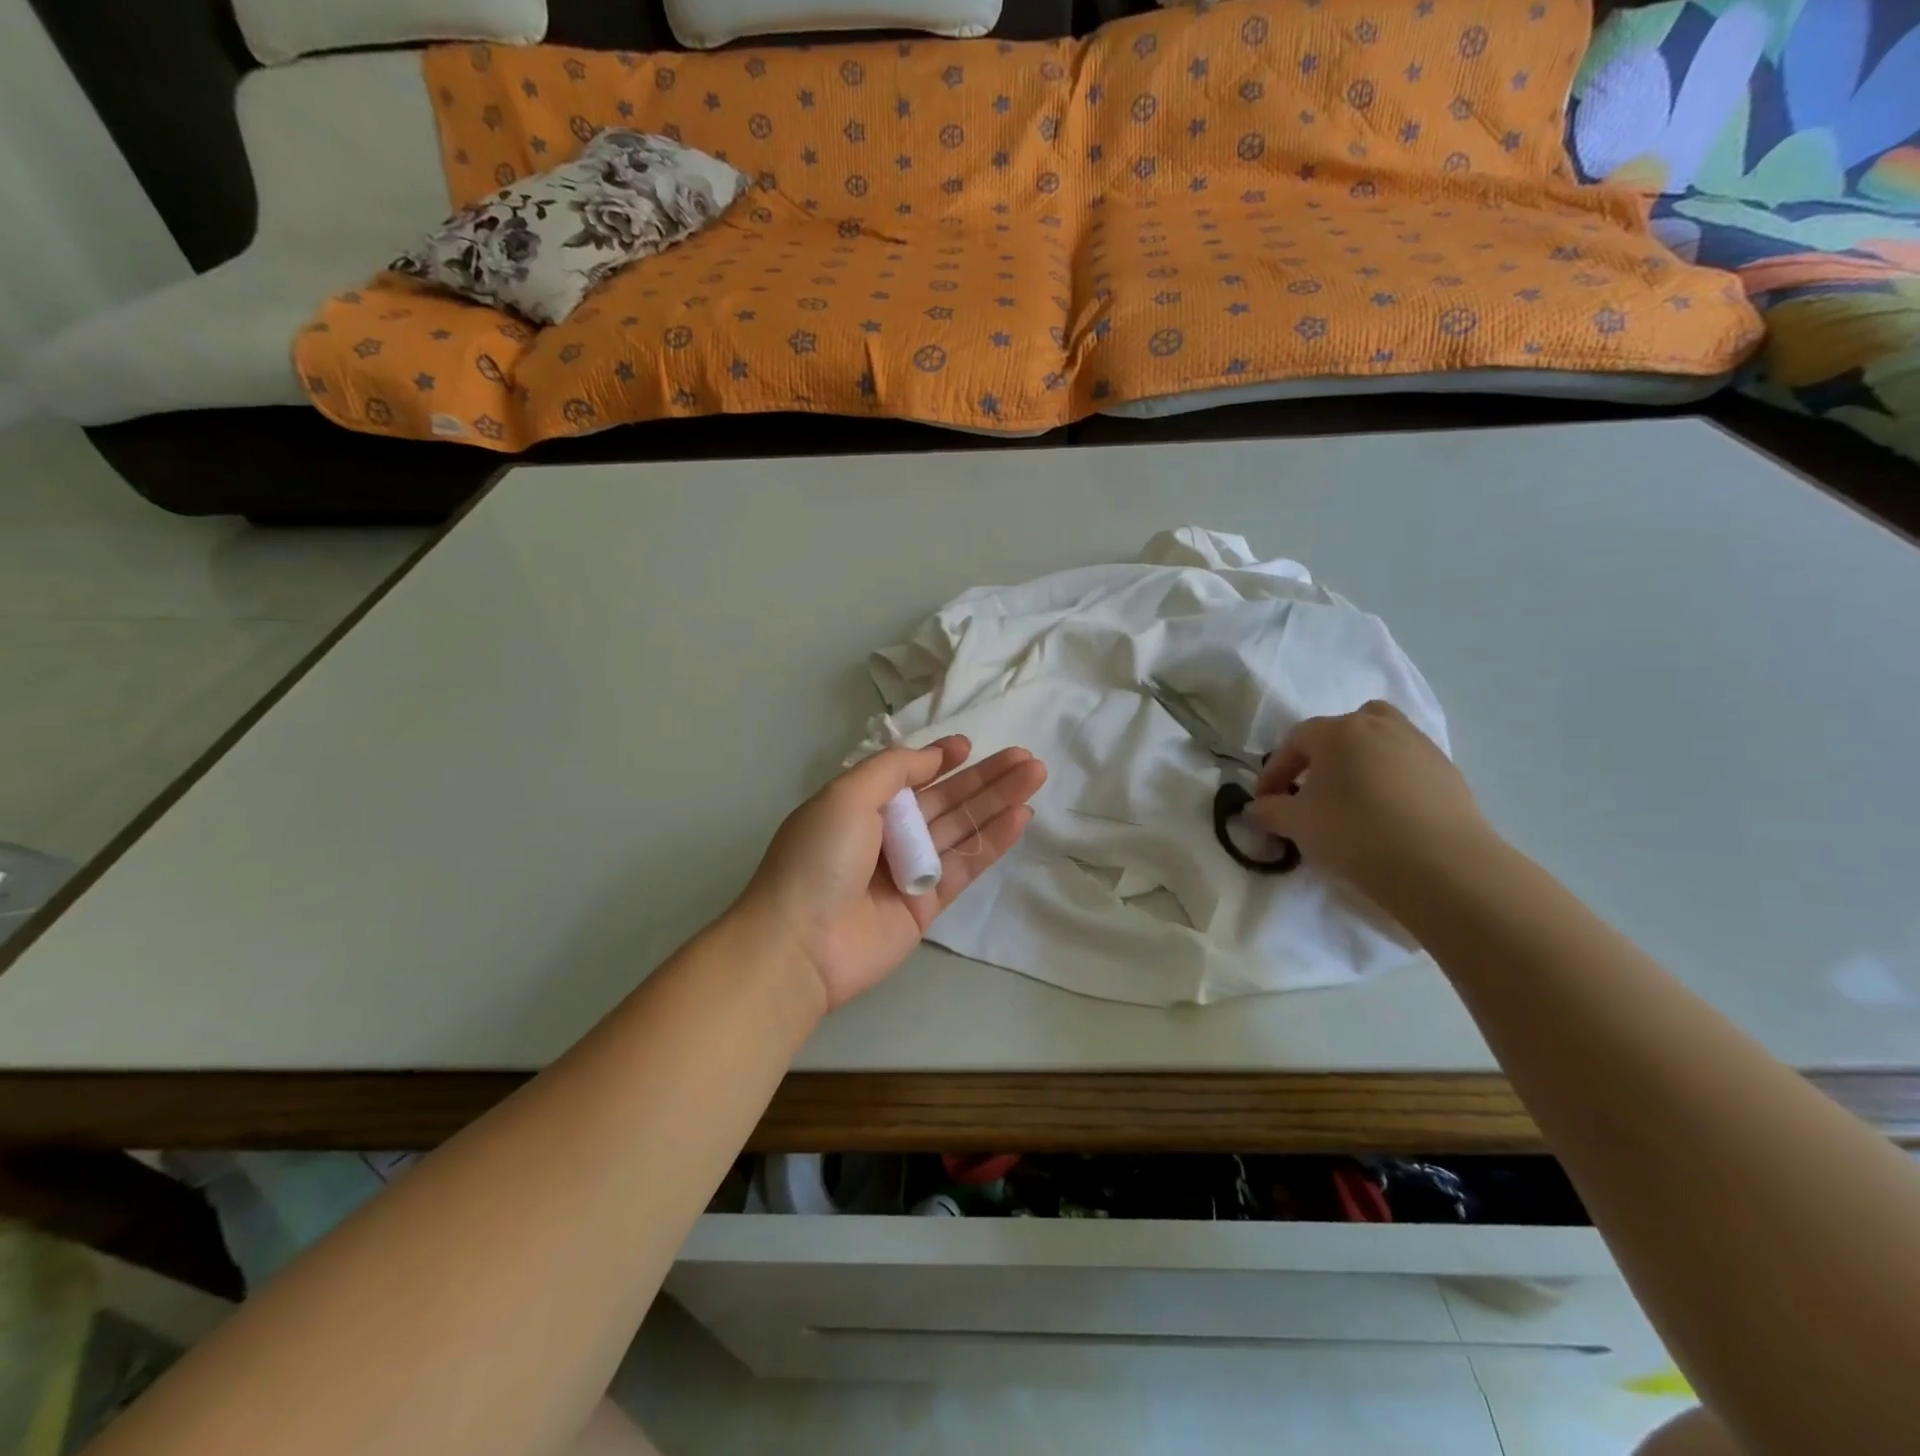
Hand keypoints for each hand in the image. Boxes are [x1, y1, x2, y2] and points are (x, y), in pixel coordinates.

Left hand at [741, 737, 1045, 1009]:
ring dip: (998, 802)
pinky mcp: (928, 905)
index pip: (909, 777)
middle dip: (984, 778)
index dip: (940, 760)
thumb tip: (933, 758)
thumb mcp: (847, 795)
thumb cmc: (818, 857)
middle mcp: (886, 835)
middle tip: (1025, 758)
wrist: (801, 944)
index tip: (969, 746)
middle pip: (944, 800)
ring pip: (962, 829)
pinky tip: (1020, 816)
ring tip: (1035, 775)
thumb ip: (893, 769)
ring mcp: (909, 871)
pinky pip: (965, 866)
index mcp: (860, 806)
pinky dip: (992, 841)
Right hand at [1248, 701, 1491, 901]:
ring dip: (1361, 761)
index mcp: (1338, 731)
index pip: (1294, 741)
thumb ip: (1269, 812)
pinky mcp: (1449, 772)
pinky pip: (1408, 765)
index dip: (1275, 771)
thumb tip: (1255, 810)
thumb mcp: (1297, 825)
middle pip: (1344, 727)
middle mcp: (1379, 726)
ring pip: (1381, 740)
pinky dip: (1392, 780)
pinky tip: (1388, 815)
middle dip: (1324, 754)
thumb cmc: (1355, 833)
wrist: (1442, 865)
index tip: (1267, 802)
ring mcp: (1420, 746)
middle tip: (1313, 788)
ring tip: (1353, 798)